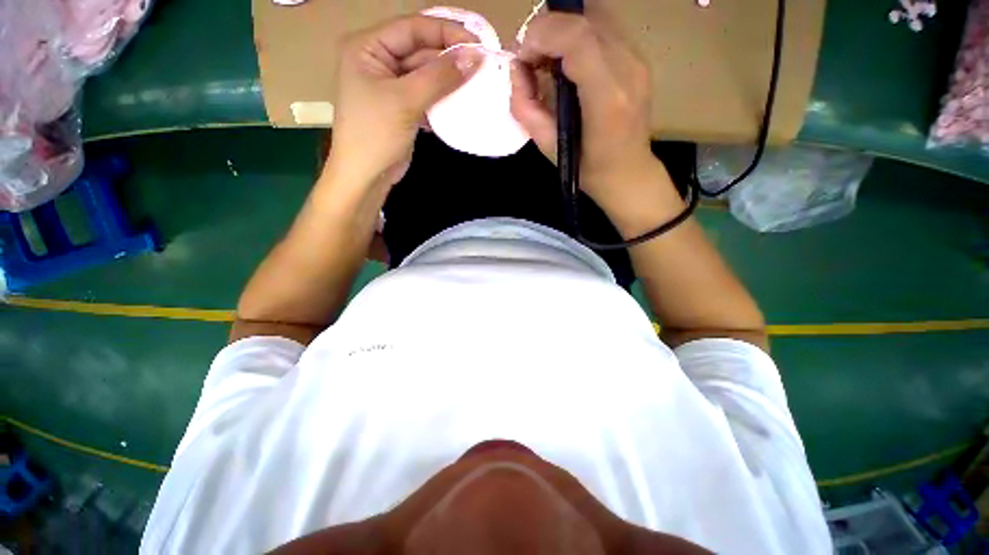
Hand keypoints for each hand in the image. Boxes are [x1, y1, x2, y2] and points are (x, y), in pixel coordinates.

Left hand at [324, 15, 481, 190]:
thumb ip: (439, 77)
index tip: (477, 44)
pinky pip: (427, 94)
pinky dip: (443, 98)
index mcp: (368, 47)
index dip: (446, 32)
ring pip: (427, 73)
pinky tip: (461, 101)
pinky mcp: (403, 106)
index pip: (413, 28)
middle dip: (450, 58)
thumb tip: (474, 57)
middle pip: (421, 50)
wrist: (366, 175)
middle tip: (482, 66)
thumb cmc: (375, 134)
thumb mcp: (405, 101)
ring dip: (449, 80)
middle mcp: (378, 59)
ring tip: (477, 83)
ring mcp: (391, 84)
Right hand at [512, 11, 672, 215]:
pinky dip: (578, 34)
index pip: (576, 37)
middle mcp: (629, 69)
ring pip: (596, 14)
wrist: (628, 173)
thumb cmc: (587, 169)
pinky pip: (604, 27)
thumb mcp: (548, 147)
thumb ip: (526, 108)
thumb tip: (516, 71)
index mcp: (607, 98)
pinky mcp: (639, 58)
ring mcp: (639, 60)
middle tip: (533, 59)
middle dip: (548, 29)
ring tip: (549, 61)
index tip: (523, 57)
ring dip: (563, 29)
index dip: (542, 35)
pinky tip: (569, 63)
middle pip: (585, 16)